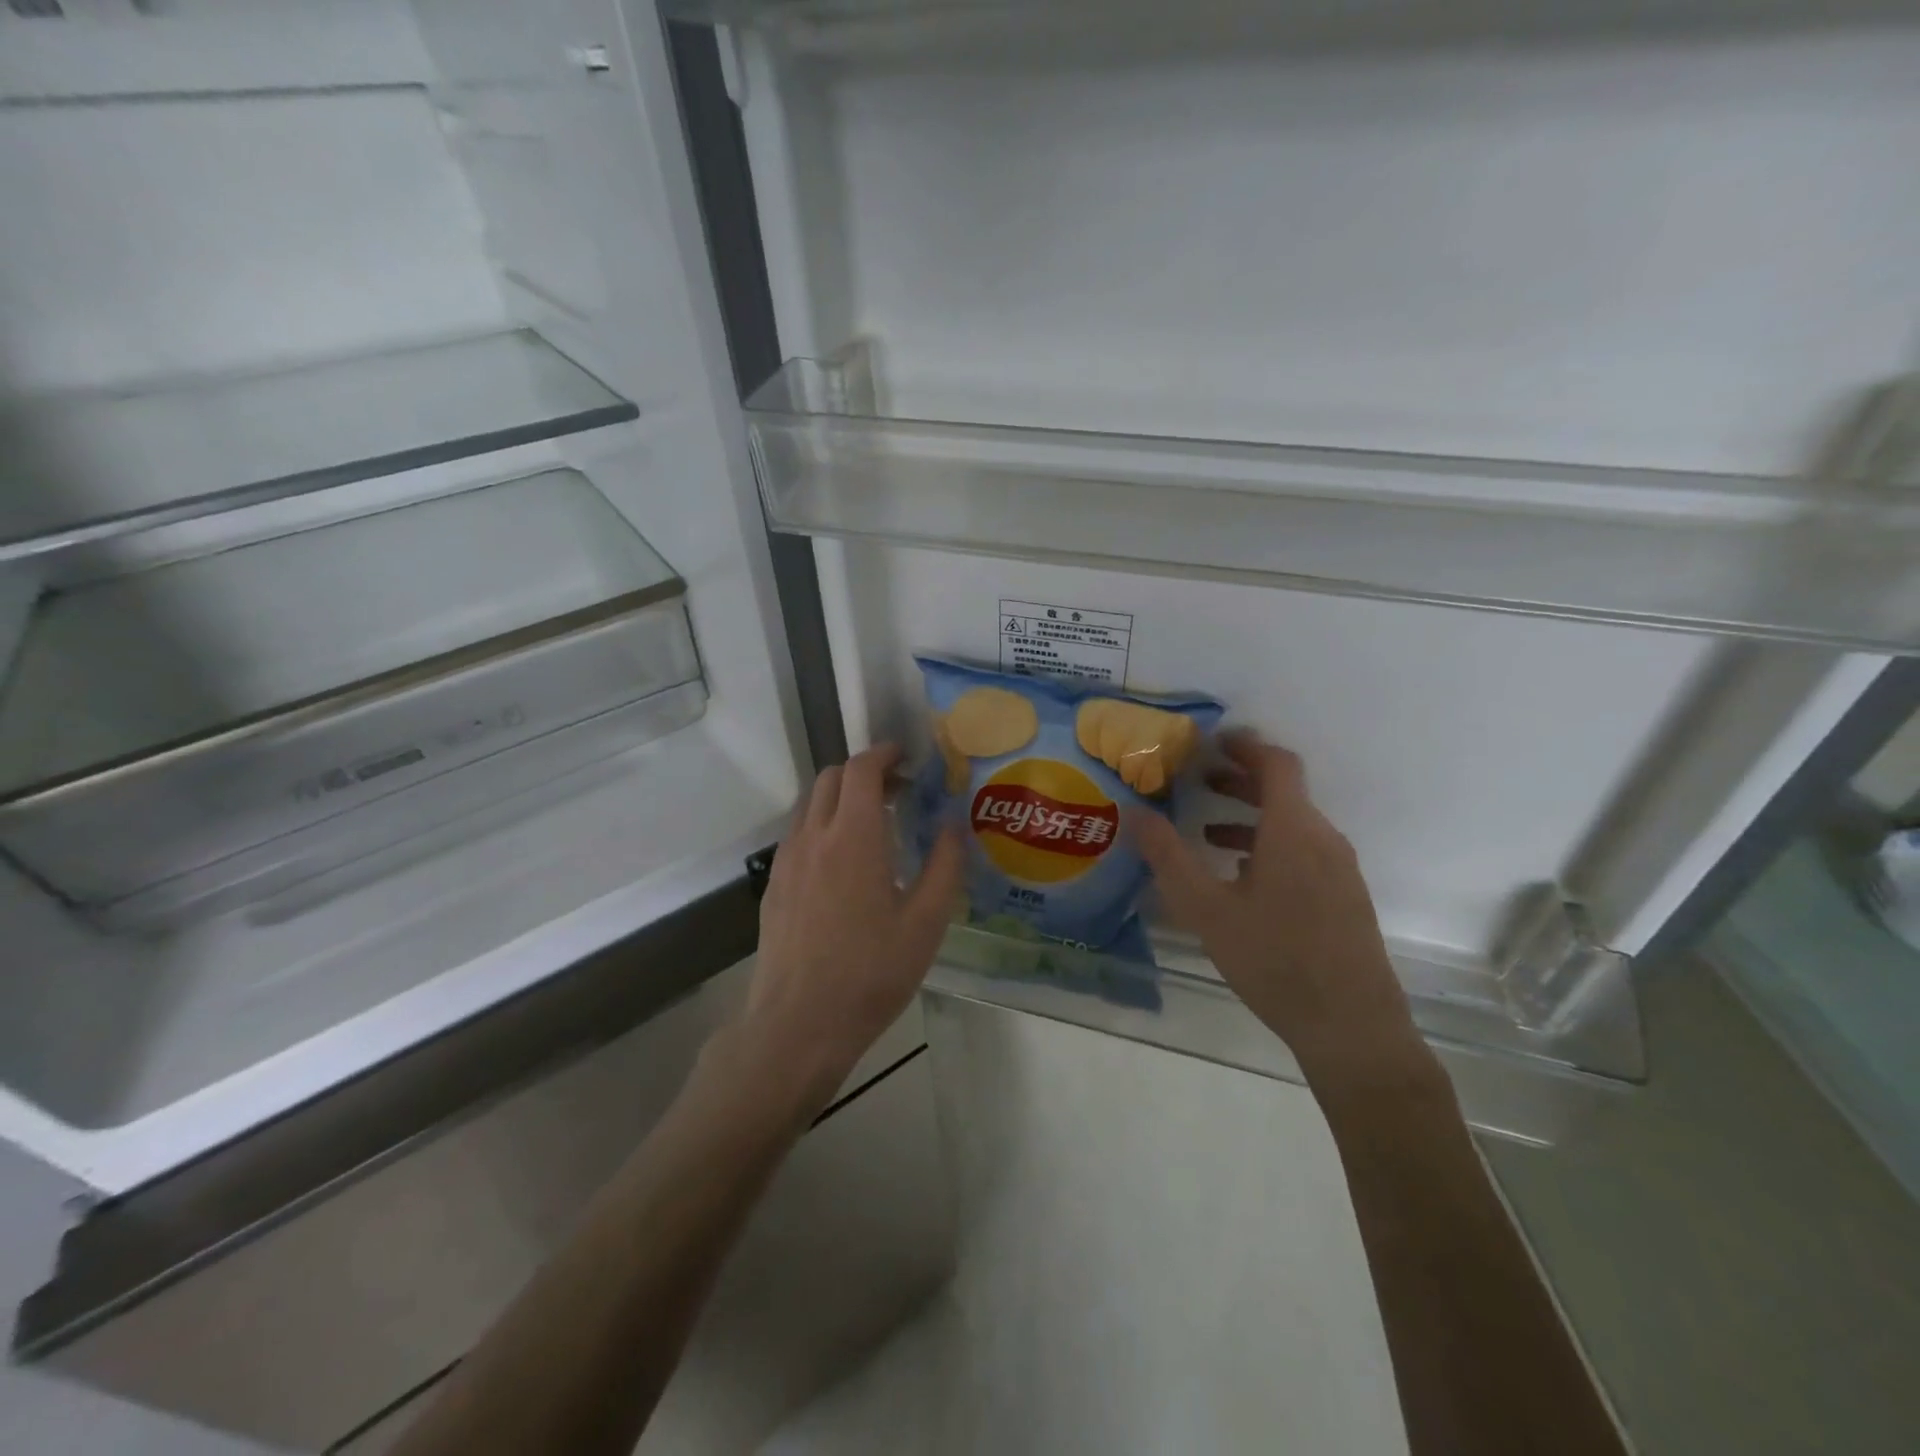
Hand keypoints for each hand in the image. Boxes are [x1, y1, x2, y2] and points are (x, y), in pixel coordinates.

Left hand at [742, 743, 964, 1108]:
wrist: (797, 1025)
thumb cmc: (870, 973)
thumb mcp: (925, 923)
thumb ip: (944, 866)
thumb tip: (954, 824)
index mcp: (853, 836)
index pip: (861, 769)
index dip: (884, 753)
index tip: (907, 757)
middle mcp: (813, 836)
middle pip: (832, 777)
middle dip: (865, 771)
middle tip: (897, 792)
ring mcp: (786, 860)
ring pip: (810, 804)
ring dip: (841, 797)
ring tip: (872, 824)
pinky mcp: (774, 885)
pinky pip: (798, 833)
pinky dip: (822, 825)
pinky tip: (843, 863)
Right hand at [1130, 730, 1425, 1089]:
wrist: (1353, 1028)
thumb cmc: (1275, 959)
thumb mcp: (1207, 909)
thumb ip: (1168, 857)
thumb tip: (1134, 813)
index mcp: (1294, 830)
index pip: (1277, 764)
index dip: (1245, 746)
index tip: (1211, 742)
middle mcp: (1324, 839)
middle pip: (1284, 792)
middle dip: (1240, 781)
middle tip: (1197, 782)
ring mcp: (1340, 870)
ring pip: (1293, 824)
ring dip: (1252, 816)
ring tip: (1208, 833)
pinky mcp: (1345, 898)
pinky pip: (1305, 852)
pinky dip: (1270, 845)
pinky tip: (1241, 878)